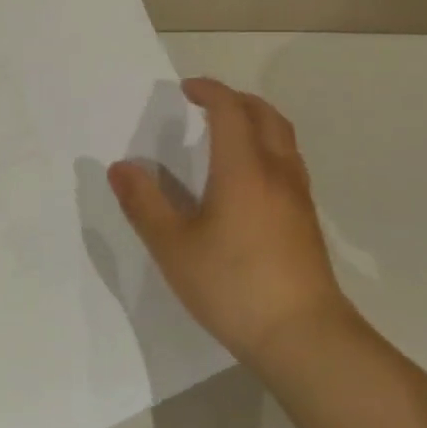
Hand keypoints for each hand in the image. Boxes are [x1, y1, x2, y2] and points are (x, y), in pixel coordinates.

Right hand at [109, 78, 349, 372]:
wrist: (305, 338)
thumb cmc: (233, 286)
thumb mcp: (172, 247)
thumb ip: (144, 204)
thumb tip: (120, 167)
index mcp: (243, 169)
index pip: (230, 110)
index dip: (209, 91)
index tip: (186, 89)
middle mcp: (276, 172)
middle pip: (265, 115)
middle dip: (236, 100)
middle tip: (207, 104)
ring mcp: (298, 198)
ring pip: (283, 139)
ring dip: (256, 122)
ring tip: (228, 135)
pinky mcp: (307, 222)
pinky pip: (288, 163)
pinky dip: (267, 149)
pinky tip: (249, 180)